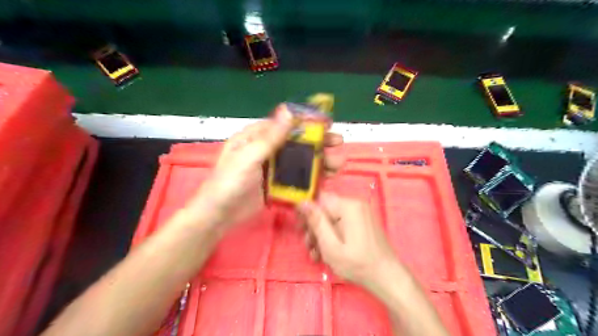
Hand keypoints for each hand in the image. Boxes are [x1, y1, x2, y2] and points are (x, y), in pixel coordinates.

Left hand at [188, 104, 345, 229]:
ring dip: (319, 161)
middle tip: (338, 145)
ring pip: (300, 160)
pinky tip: (325, 179)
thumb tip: (288, 111)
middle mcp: (267, 150)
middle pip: (297, 143)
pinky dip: (311, 177)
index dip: (307, 123)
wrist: (219, 216)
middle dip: (318, 143)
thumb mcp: (248, 157)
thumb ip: (270, 137)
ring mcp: (273, 168)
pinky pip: (297, 177)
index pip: (285, 125)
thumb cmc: (228, 183)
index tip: (327, 125)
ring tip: (337, 164)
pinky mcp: (277, 185)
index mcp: (256, 137)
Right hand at [299, 193, 400, 289]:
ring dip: (321, 234)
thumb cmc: (358, 264)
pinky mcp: (362, 222)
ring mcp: (360, 213)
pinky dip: (333, 235)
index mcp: (348, 206)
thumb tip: (302, 202)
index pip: (319, 199)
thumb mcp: (331, 246)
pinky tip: (327, 253)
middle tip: (309, 246)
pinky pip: (341, 223)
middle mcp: (355, 205)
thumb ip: (316, 222)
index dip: (307, 212)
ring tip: (316, 254)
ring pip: (332, 218)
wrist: (388, 277)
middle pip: (325, 209)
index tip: (301, 229)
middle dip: (314, 227)